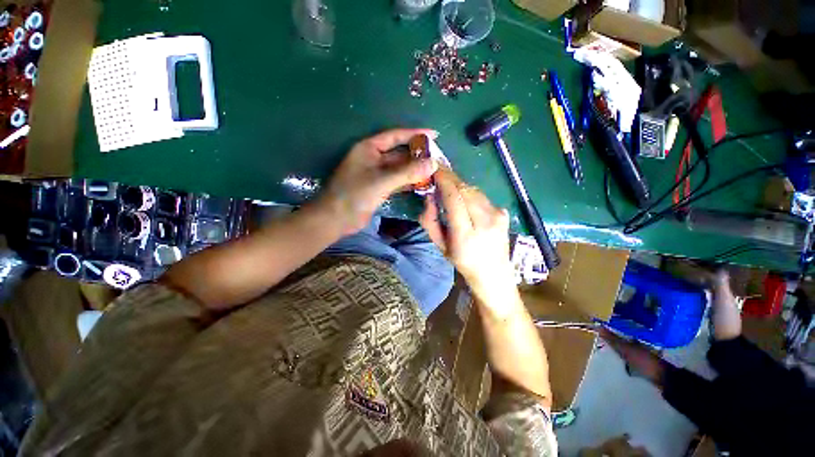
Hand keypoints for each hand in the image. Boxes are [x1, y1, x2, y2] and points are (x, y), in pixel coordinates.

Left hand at [321, 129, 438, 234]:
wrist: (337, 219)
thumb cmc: (355, 195)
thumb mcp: (381, 181)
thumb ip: (407, 172)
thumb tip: (433, 163)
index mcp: (369, 148)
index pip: (395, 136)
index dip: (415, 134)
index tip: (434, 135)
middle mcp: (373, 158)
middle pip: (399, 153)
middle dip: (418, 155)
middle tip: (438, 158)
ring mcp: (376, 174)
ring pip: (400, 168)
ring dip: (415, 170)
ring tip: (434, 171)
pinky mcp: (379, 187)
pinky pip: (397, 181)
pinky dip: (409, 182)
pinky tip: (422, 184)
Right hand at [420, 168, 517, 304]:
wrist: (494, 273)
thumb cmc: (463, 262)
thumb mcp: (440, 245)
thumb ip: (430, 221)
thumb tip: (429, 196)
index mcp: (466, 234)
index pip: (455, 199)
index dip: (444, 181)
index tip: (434, 170)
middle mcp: (485, 222)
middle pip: (465, 190)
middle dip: (450, 178)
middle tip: (438, 172)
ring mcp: (498, 215)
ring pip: (474, 190)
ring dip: (459, 184)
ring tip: (448, 184)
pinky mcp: (503, 212)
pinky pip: (482, 196)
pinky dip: (469, 192)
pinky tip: (463, 198)